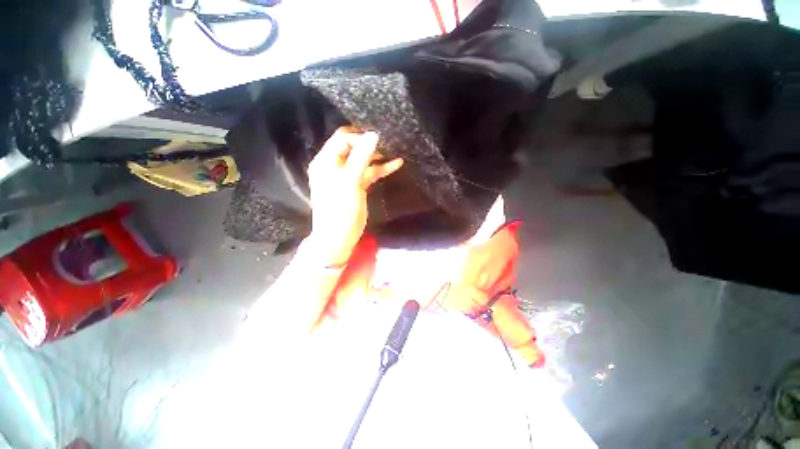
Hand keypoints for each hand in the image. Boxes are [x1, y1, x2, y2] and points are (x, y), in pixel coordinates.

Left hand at [306, 127, 403, 266]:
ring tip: (394, 153)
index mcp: (326, 161)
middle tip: (387, 145)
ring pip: (362, 160)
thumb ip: (361, 158)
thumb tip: (373, 135)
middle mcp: (334, 165)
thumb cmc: (340, 210)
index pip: (342, 139)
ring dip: (377, 157)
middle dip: (369, 145)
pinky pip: (368, 173)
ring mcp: (346, 176)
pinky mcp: (356, 186)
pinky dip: (380, 169)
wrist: (338, 238)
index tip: (377, 142)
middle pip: (352, 148)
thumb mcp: (350, 182)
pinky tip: (395, 164)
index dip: (359, 138)